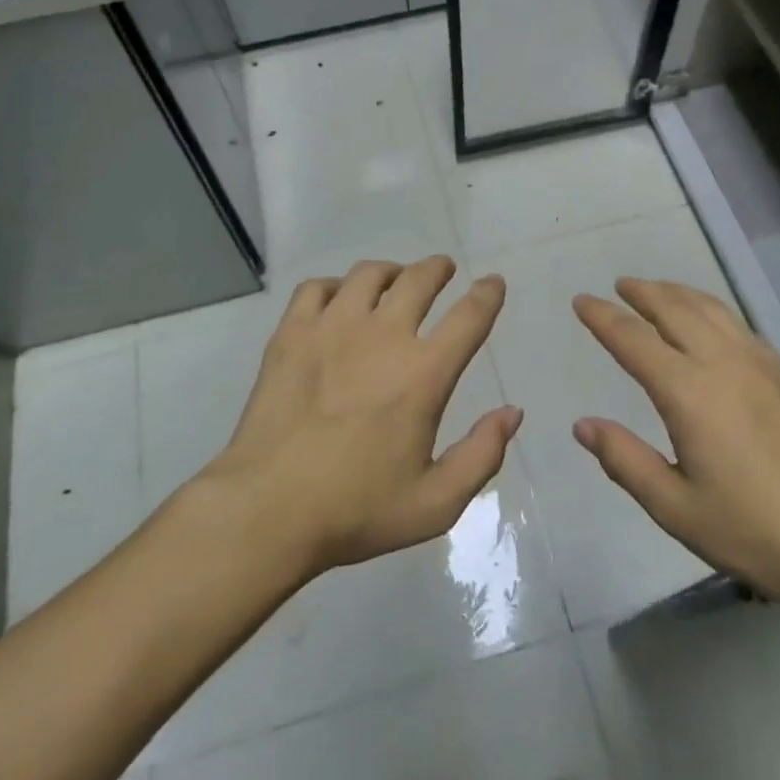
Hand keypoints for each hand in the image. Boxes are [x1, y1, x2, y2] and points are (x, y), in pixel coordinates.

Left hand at [203, 256, 521, 575]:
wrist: (267, 510)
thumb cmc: (355, 510)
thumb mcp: (435, 503)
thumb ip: (482, 455)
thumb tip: (512, 412)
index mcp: (423, 374)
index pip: (470, 316)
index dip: (487, 294)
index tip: (493, 283)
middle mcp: (383, 336)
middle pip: (419, 279)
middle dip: (437, 269)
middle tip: (442, 270)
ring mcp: (332, 328)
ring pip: (369, 274)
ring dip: (391, 271)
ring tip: (393, 280)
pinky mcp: (292, 333)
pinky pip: (317, 287)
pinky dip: (335, 286)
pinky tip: (337, 301)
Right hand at [572, 279, 779, 617]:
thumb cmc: (756, 532)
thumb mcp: (676, 508)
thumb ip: (625, 461)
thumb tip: (583, 425)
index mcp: (688, 392)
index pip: (633, 339)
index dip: (602, 317)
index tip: (581, 301)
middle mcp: (722, 363)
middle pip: (674, 308)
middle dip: (642, 292)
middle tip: (619, 285)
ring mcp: (761, 364)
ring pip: (711, 309)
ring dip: (678, 293)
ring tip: (658, 290)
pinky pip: (739, 325)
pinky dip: (711, 310)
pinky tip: (712, 325)